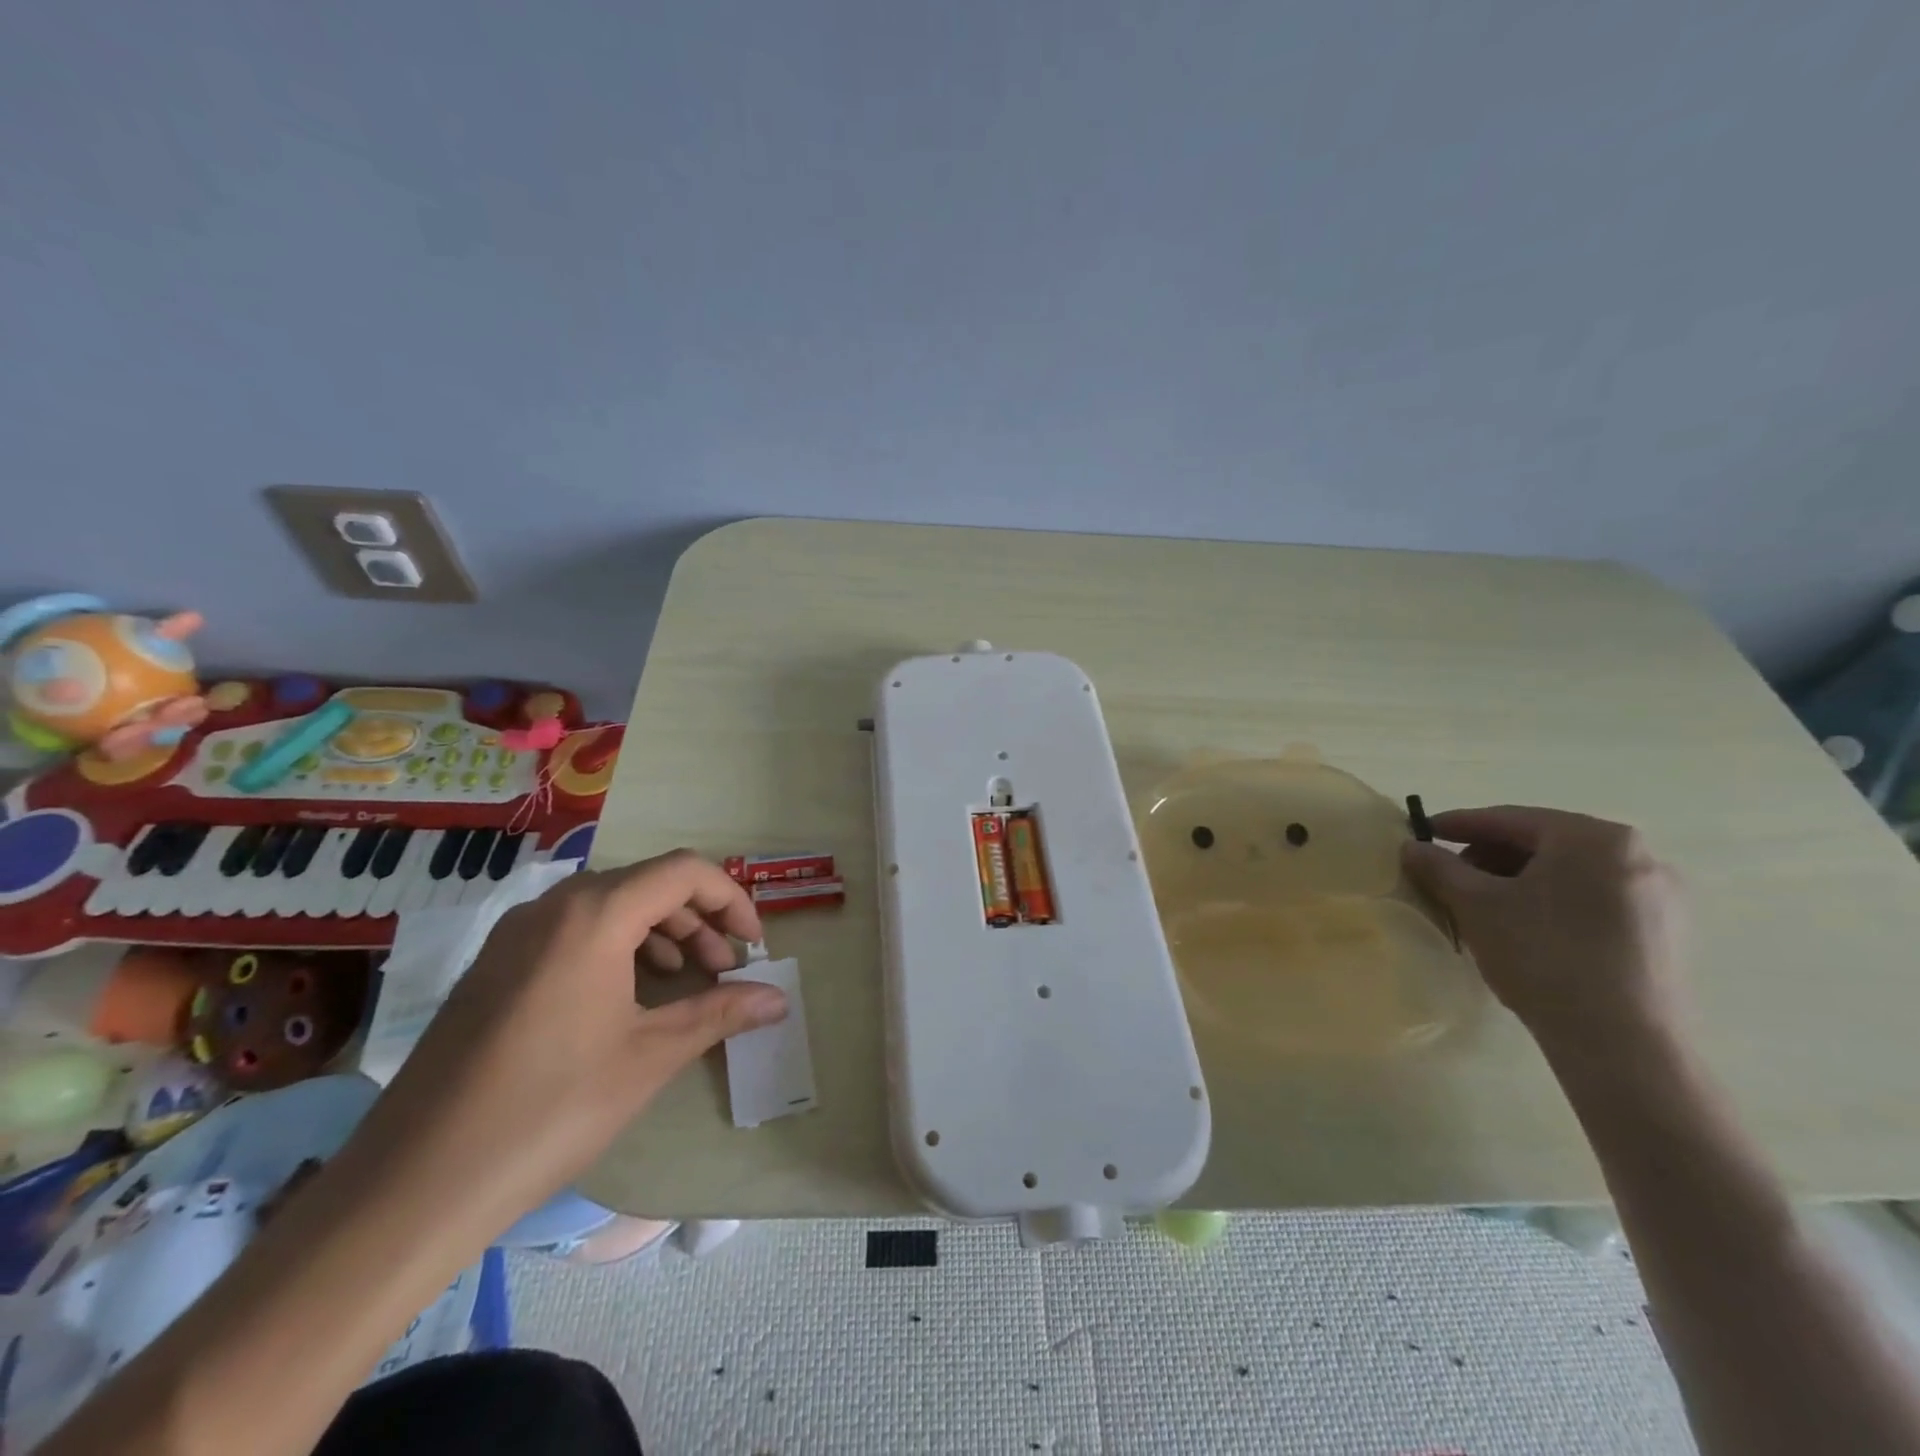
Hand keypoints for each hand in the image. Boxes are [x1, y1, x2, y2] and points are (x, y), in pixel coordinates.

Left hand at [343, 850, 787, 1232]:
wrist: (412, 1184)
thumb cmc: (551, 1108)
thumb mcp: (650, 1057)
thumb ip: (720, 1013)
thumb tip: (779, 1000)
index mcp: (595, 914)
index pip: (685, 872)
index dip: (732, 900)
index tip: (754, 947)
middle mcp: (553, 906)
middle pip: (648, 884)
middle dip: (699, 919)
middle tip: (723, 970)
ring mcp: (515, 934)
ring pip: (610, 906)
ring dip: (661, 933)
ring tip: (684, 981)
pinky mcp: (493, 965)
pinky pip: (572, 930)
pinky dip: (618, 947)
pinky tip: (626, 998)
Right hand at [1400, 805, 1685, 1052]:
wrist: (1621, 1042)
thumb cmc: (1542, 955)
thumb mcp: (1475, 904)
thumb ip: (1438, 866)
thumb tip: (1412, 846)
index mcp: (1593, 837)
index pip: (1509, 820)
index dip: (1458, 825)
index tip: (1422, 833)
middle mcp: (1637, 854)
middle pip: (1543, 843)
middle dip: (1491, 856)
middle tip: (1452, 876)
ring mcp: (1661, 894)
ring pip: (1571, 872)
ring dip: (1521, 880)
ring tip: (1486, 906)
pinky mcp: (1668, 931)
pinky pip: (1597, 899)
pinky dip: (1556, 902)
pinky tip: (1529, 929)